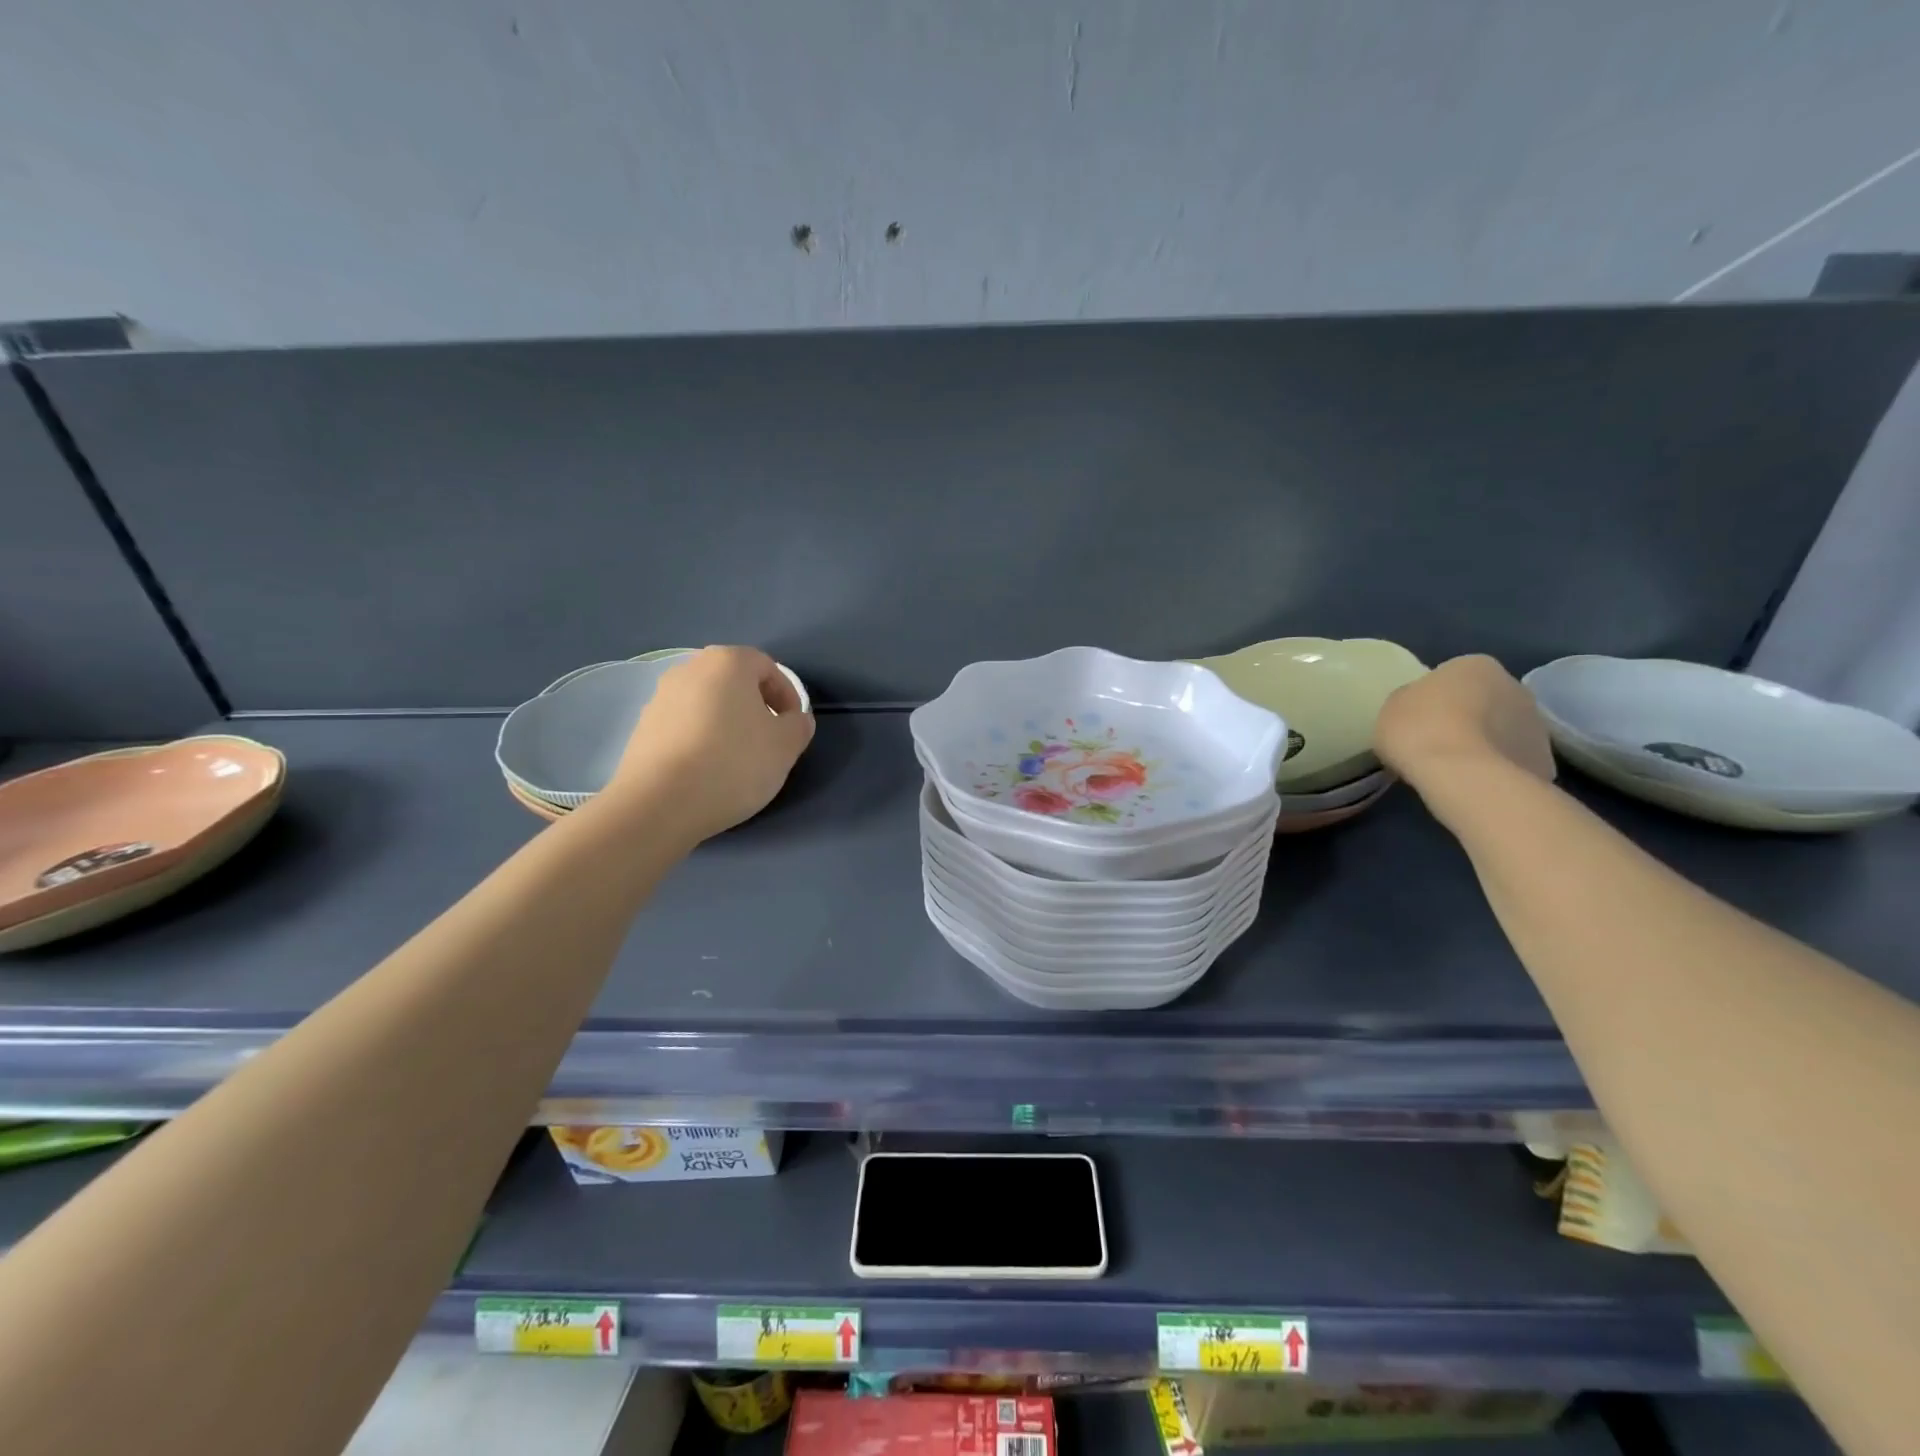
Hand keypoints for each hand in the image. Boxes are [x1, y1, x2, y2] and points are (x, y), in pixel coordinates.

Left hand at [610, 646, 814, 841]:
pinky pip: (684, 726)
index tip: (793, 728)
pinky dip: (701, 740)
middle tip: (768, 742)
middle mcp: (689, 669)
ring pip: (707, 704)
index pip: (768, 667)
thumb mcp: (785, 746)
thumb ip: (798, 725)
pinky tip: (707, 772)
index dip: (788, 696)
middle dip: (756, 708)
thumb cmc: (733, 763)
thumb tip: (794, 720)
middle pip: (734, 683)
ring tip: (737, 761)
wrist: (659, 803)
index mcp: (727, 662)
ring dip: (727, 724)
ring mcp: (660, 698)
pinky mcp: (642, 728)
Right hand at [1373, 654, 1555, 797]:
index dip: (1435, 699)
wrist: (1463, 775)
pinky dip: (1498, 770)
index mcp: (1475, 665)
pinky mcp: (1544, 760)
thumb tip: (1425, 706)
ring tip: (1457, 769)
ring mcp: (1536, 724)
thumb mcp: (1393, 706)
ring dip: (1485, 743)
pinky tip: (1475, 784)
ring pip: (1503, 731)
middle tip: (1438, 743)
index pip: (1453, 677)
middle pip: (1485, 701)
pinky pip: (1513, 761)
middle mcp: (1514, 686)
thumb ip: (1412, 699)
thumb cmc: (1419, 729)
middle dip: (1467, 718)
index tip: (1419, 720)